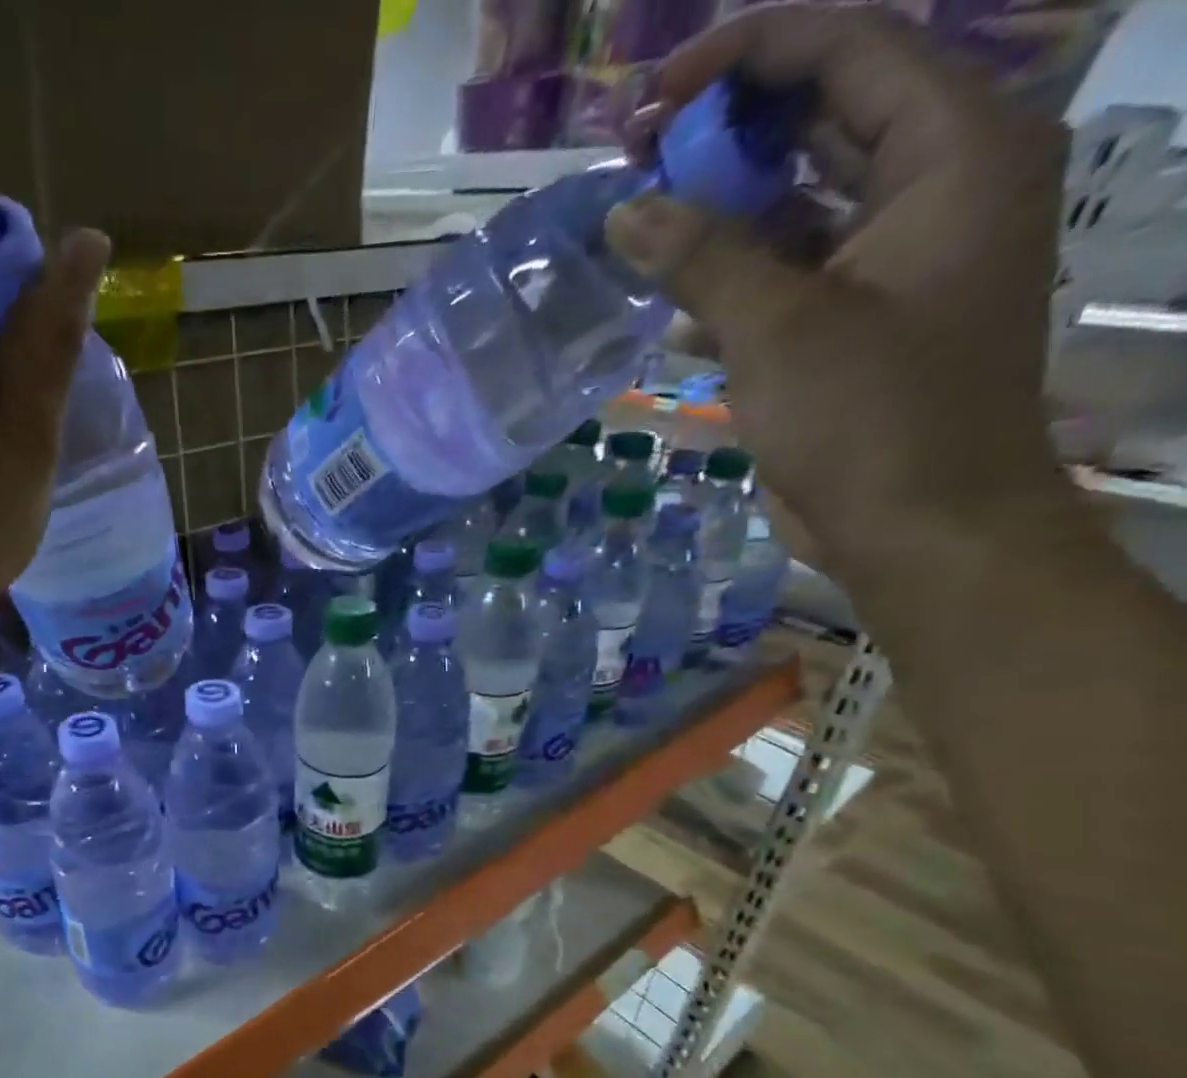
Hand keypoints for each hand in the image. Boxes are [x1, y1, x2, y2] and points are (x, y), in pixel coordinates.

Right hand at [604, 5, 1066, 552]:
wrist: (918, 524)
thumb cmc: (869, 418)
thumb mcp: (779, 327)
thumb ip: (702, 256)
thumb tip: (625, 211)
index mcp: (954, 150)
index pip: (847, 49)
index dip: (742, 58)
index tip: (650, 104)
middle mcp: (935, 182)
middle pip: (822, 114)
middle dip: (723, 133)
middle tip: (633, 160)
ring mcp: (894, 252)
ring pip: (798, 195)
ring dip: (717, 209)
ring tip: (638, 226)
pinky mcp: (856, 314)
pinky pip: (787, 266)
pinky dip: (730, 277)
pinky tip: (672, 306)